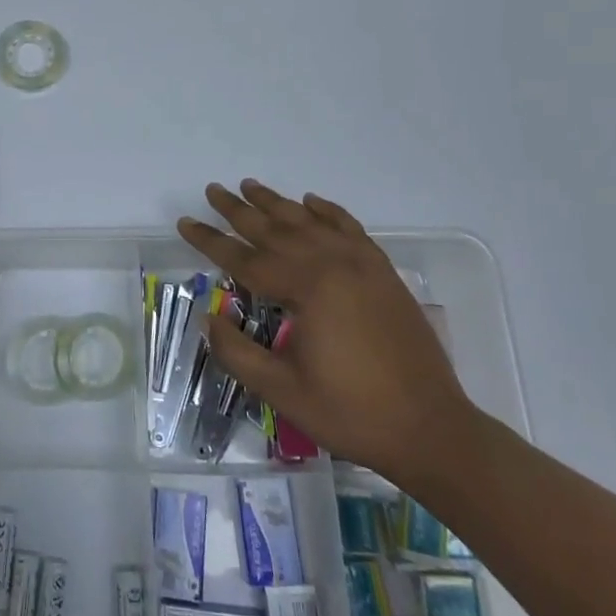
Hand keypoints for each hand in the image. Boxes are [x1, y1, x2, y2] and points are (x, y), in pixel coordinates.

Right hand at [177, 181, 472, 479]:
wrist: (431, 430)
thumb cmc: (351, 413)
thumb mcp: (281, 390)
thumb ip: (237, 352)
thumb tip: (210, 317)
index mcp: (308, 288)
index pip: (245, 258)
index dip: (210, 241)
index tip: (184, 223)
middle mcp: (334, 264)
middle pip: (276, 229)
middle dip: (239, 211)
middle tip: (212, 190)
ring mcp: (364, 266)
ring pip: (310, 223)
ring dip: (277, 203)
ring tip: (250, 186)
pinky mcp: (384, 274)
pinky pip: (350, 229)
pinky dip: (328, 212)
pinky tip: (311, 202)